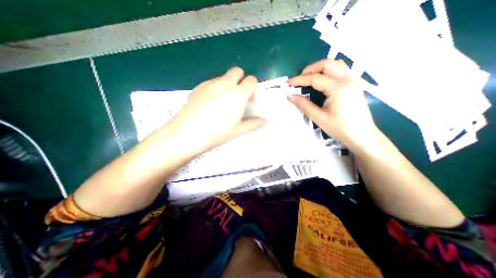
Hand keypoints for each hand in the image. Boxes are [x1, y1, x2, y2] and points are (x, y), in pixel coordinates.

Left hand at [170, 67, 264, 153]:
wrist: (188, 132)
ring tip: (222, 101)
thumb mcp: (238, 130)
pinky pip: (211, 82)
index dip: (252, 87)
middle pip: (237, 71)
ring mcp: (210, 84)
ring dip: (227, 84)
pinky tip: (209, 102)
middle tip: (237, 96)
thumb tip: (266, 121)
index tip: (249, 98)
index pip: (251, 80)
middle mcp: (225, 84)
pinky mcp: (198, 86)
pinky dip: (215, 88)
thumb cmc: (217, 132)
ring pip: (223, 77)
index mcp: (238, 94)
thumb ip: (253, 123)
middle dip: (240, 80)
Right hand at [287, 60, 380, 152]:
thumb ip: (304, 105)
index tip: (288, 83)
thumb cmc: (340, 128)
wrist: (362, 135)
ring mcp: (353, 81)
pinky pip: (341, 70)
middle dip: (310, 69)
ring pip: (336, 64)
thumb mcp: (319, 118)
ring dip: (320, 68)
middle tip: (299, 79)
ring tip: (309, 78)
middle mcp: (347, 80)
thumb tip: (291, 97)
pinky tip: (322, 81)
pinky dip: (328, 71)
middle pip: (327, 64)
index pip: (315, 78)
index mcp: (338, 88)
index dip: (299, 80)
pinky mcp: (354, 84)